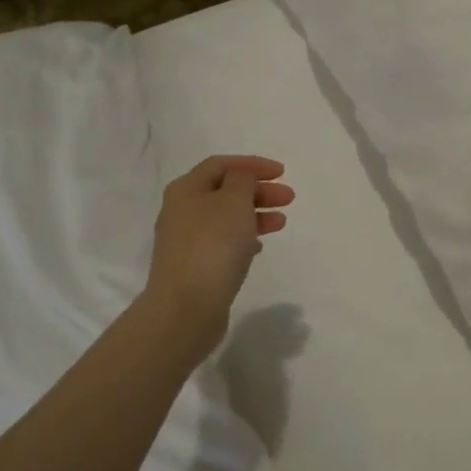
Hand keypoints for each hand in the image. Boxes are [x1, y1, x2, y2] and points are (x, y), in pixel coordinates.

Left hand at [142, 155, 292, 349]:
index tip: (282, 173)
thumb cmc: (213, 245)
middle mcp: (181, 210)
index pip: (221, 165)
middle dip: (258, 190)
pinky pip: (223, 242)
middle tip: (289, 198)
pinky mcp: (194, 266)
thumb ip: (243, 180)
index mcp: (186, 189)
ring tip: (281, 222)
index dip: (253, 164)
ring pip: (226, 217)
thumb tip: (241, 178)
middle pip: (225, 190)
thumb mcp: (234, 201)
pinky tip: (260, 246)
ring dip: (256, 214)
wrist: (186, 307)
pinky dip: (244, 237)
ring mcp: (185, 241)